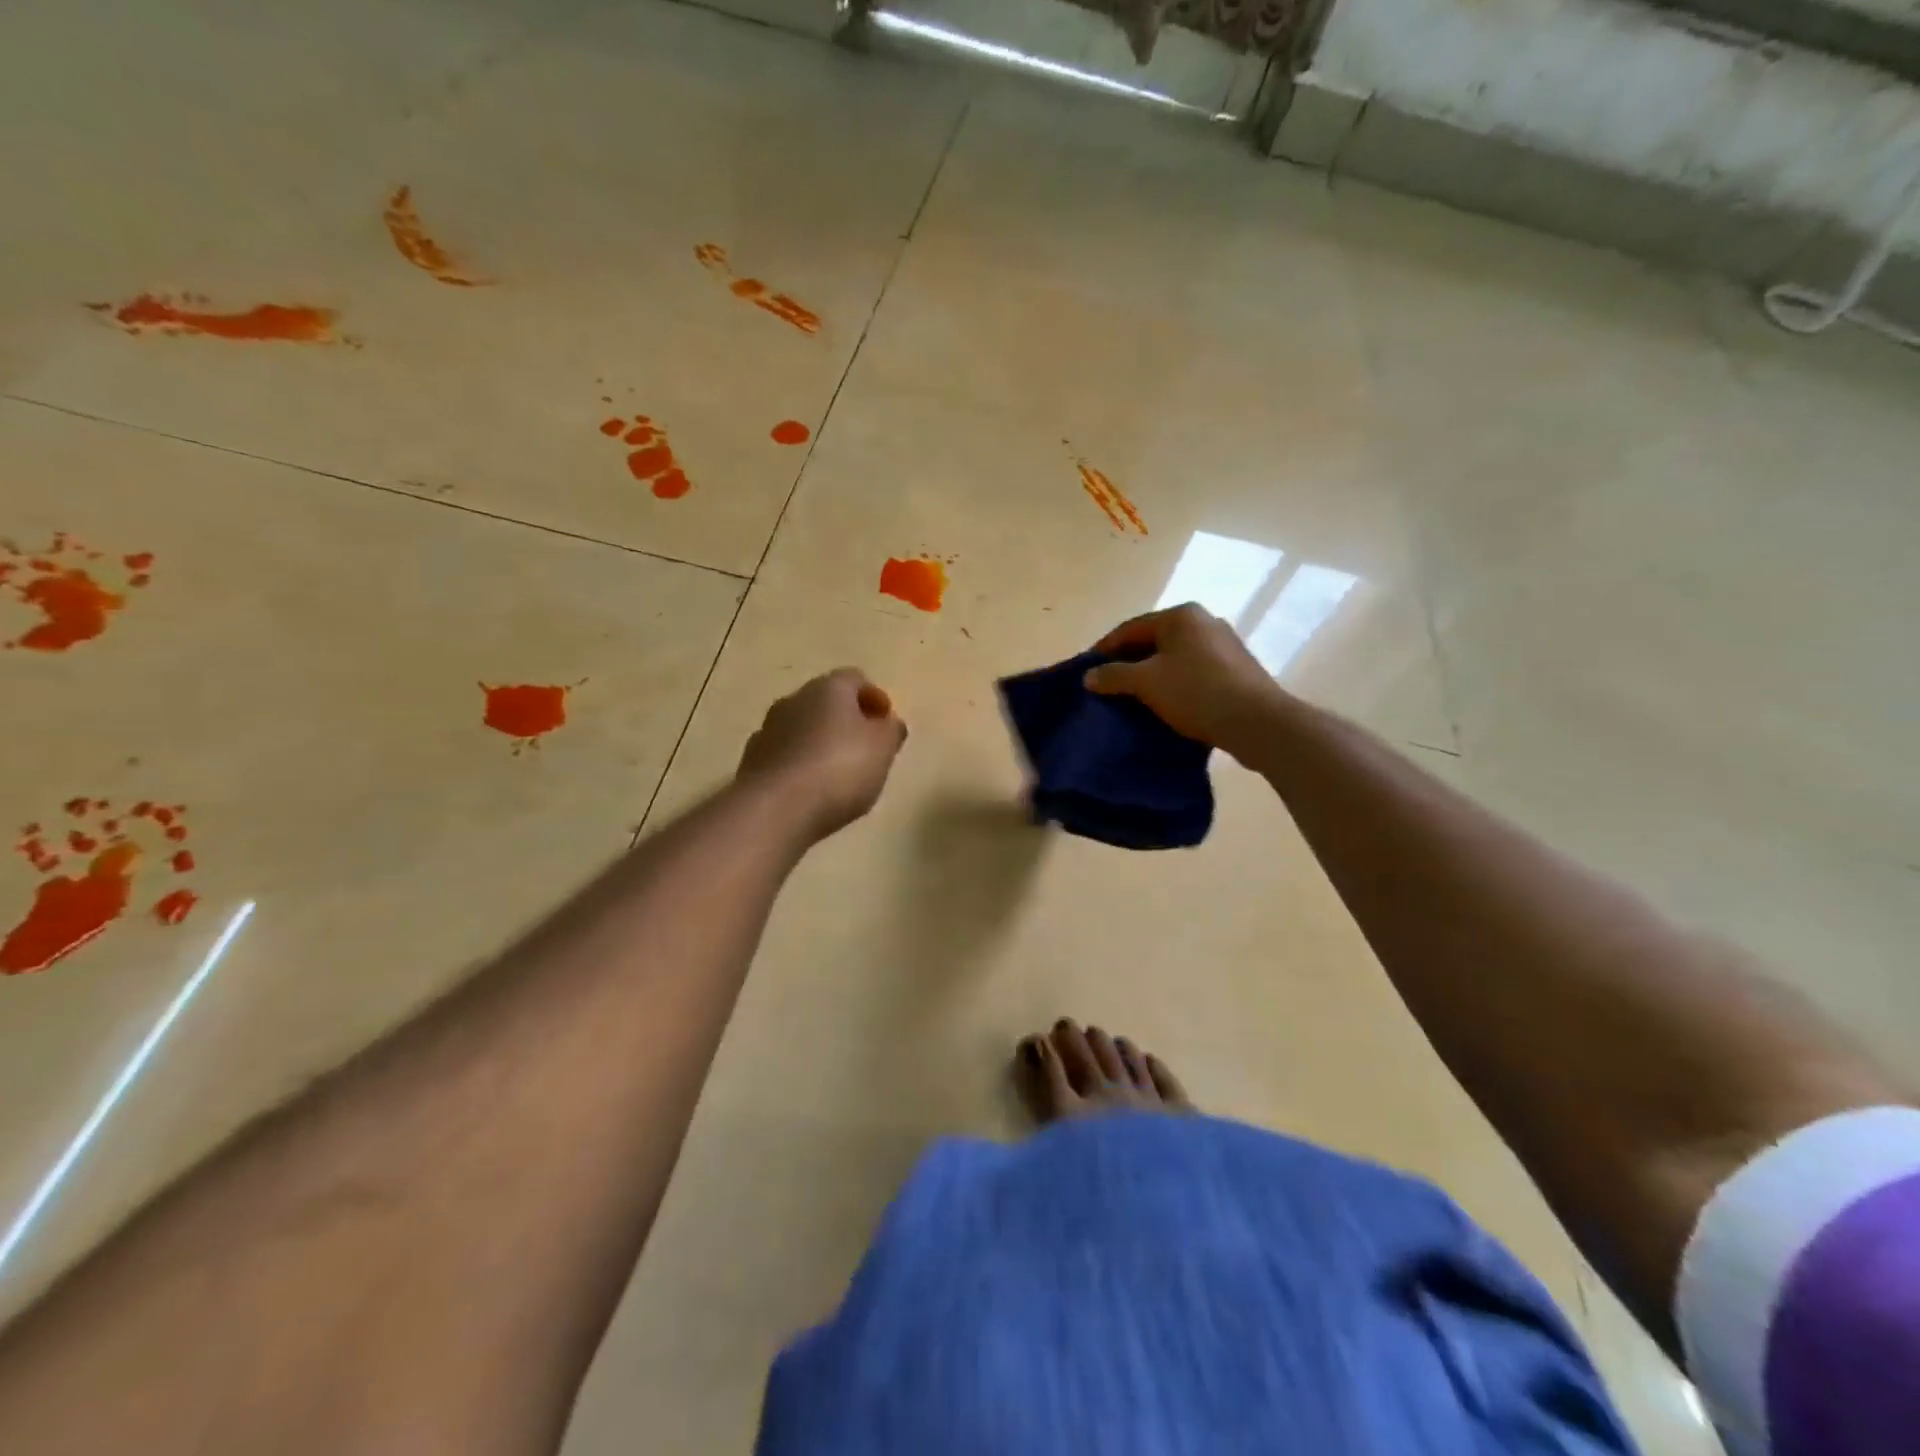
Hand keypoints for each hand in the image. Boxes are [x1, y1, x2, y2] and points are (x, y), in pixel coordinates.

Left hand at [737, 668, 907, 840]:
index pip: (855, 679)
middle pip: (826, 702)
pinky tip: (811, 791)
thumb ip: (890, 730)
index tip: (886, 725)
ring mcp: (767, 729)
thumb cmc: (840, 769)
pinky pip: (785, 755)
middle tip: (866, 750)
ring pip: (802, 728)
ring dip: (820, 743)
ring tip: (839, 775)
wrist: (776, 809)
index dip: (874, 699)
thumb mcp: (883, 749)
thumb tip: (888, 722)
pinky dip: (800, 765)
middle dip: (846, 721)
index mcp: (829, 688)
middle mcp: (794, 699)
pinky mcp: (752, 761)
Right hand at [1084, 604, 1286, 764]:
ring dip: (1152, 676)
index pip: (1130, 628)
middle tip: (1107, 686)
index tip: (1086, 671)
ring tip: (1133, 699)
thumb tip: (1089, 676)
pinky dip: (1174, 685)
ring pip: (1175, 658)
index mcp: (1181, 616)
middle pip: (1153, 641)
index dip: (1104, 649)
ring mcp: (1224, 646)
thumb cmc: (1196, 692)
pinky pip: (1194, 673)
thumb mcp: (1146, 683)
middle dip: (1128, 663)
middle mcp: (1204, 622)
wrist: (1256, 722)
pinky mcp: (1237, 670)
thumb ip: (1114, 676)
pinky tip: (1165, 705)